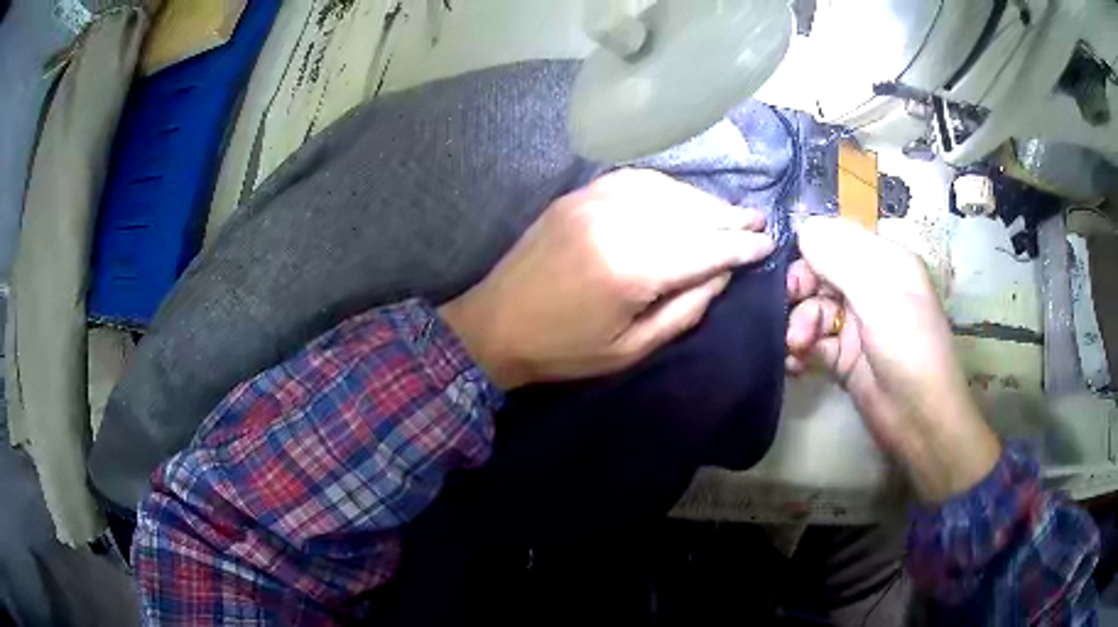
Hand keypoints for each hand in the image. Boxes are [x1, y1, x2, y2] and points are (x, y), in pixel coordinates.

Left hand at [439, 169, 774, 389]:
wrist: (494, 326)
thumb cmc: (564, 351)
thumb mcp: (632, 348)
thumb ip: (685, 310)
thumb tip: (722, 274)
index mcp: (632, 269)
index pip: (706, 248)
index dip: (742, 247)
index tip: (768, 244)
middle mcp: (616, 223)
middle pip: (690, 213)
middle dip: (729, 218)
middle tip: (758, 221)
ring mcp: (593, 202)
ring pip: (666, 191)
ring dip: (702, 201)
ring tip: (727, 213)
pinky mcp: (577, 196)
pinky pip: (633, 180)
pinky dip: (666, 187)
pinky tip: (681, 197)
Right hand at [785, 217, 1000, 502]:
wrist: (918, 421)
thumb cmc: (909, 349)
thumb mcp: (879, 295)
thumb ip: (840, 259)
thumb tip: (802, 227)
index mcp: (886, 261)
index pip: (838, 238)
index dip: (810, 249)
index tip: (793, 271)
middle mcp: (871, 287)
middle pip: (821, 273)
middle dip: (802, 290)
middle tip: (789, 306)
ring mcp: (857, 324)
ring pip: (813, 309)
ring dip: (799, 324)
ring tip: (798, 346)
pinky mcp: (844, 357)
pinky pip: (813, 342)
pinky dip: (800, 350)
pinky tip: (794, 362)